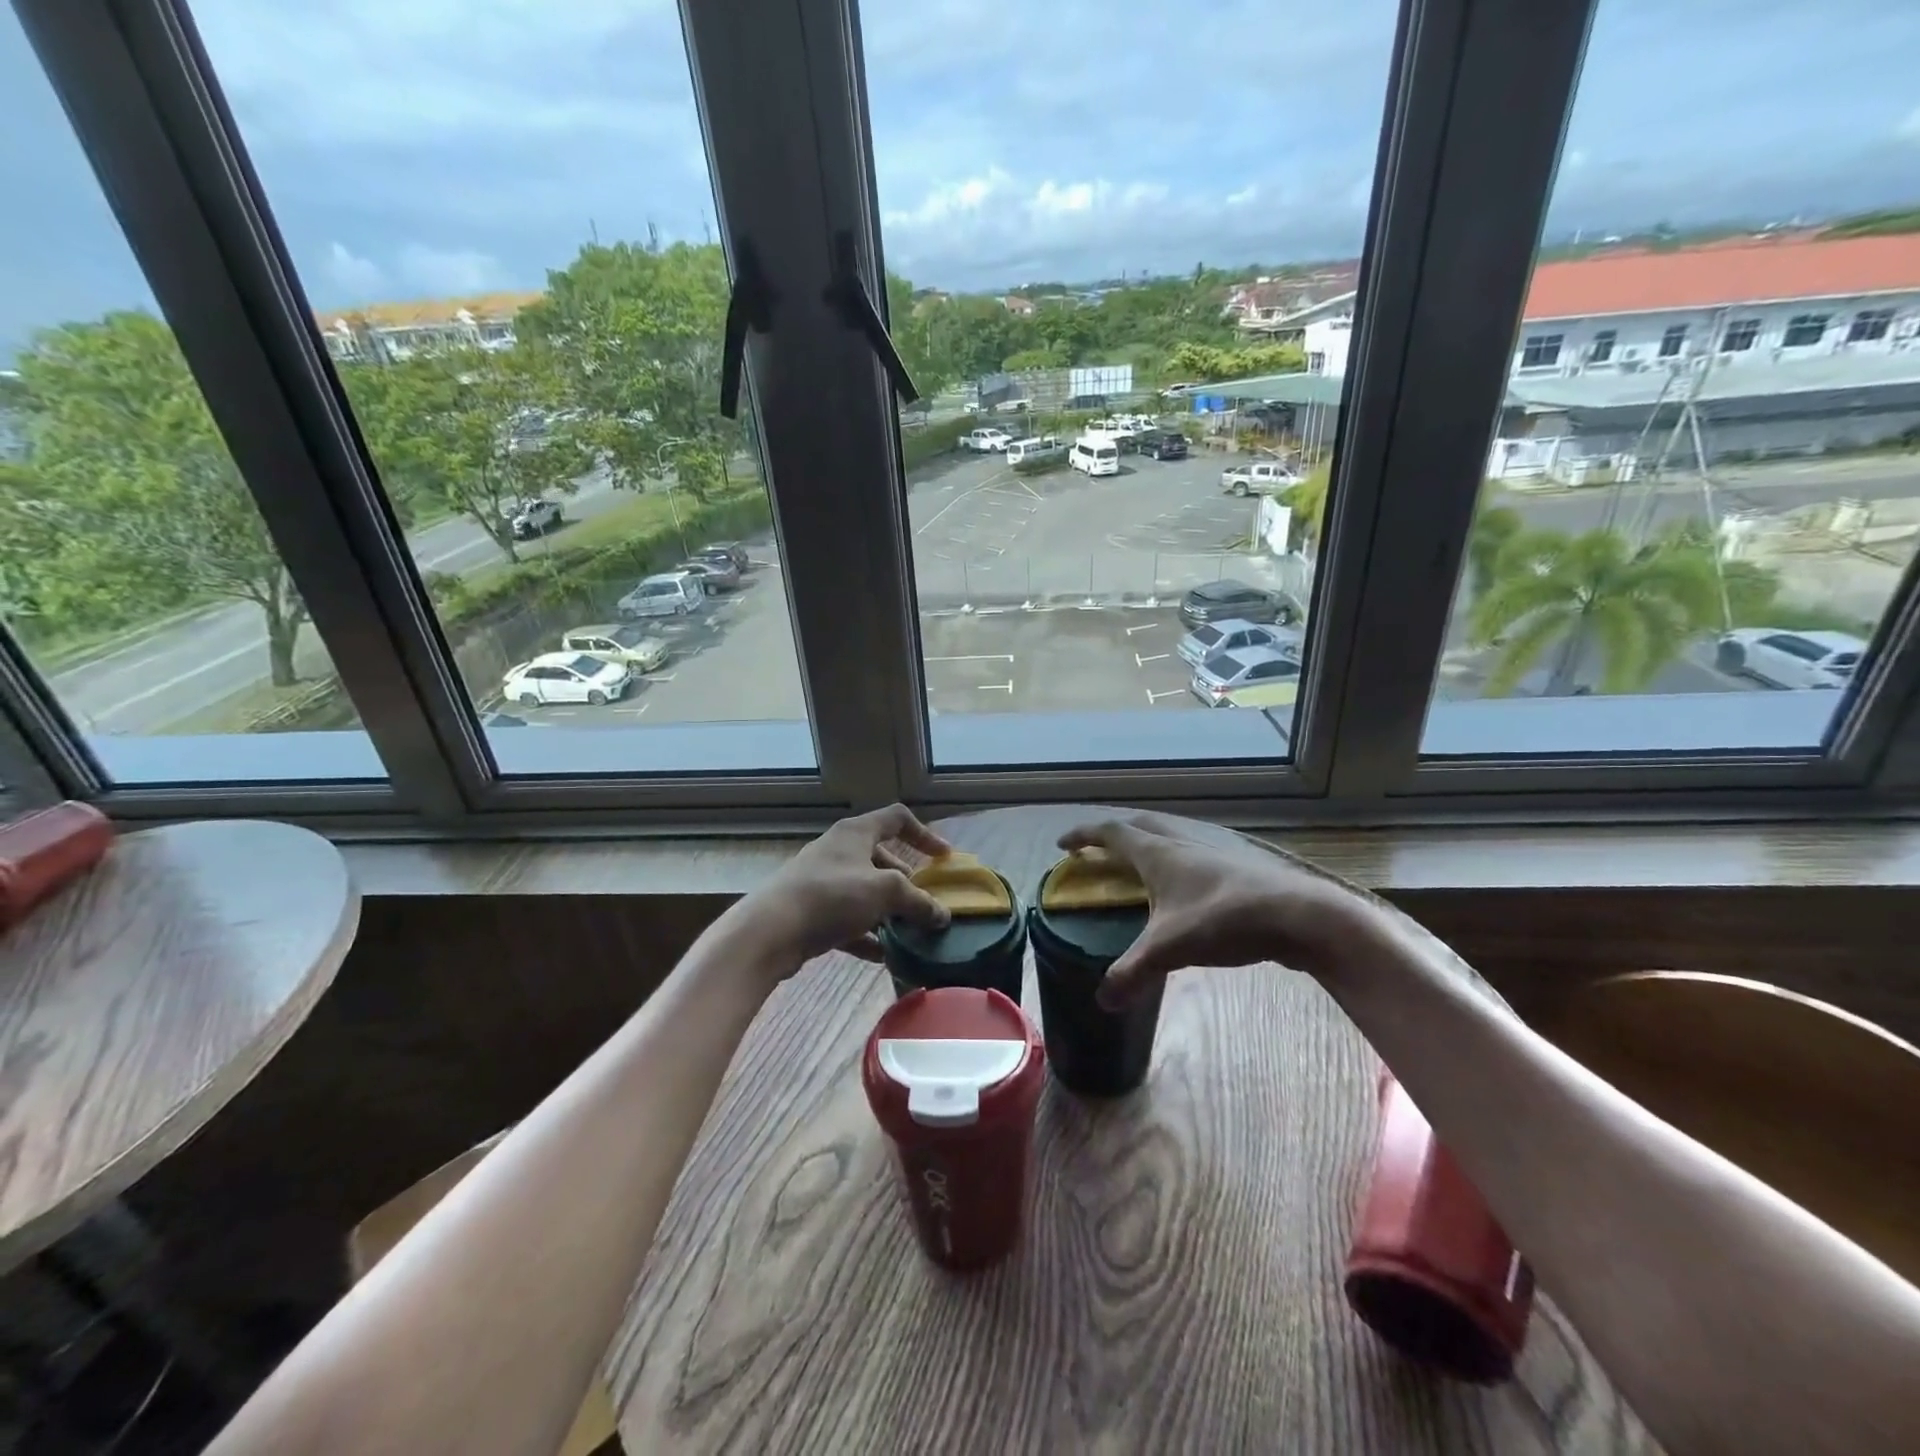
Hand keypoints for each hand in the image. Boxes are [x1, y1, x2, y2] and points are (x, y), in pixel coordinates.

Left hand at [727, 804, 953, 979]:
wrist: (770, 931)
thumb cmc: (832, 896)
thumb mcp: (885, 892)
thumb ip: (918, 902)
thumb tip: (942, 915)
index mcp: (856, 833)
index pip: (897, 819)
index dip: (924, 834)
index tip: (944, 858)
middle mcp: (838, 851)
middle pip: (881, 858)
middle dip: (906, 881)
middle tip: (924, 902)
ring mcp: (821, 881)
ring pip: (864, 891)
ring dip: (888, 910)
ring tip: (909, 931)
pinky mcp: (810, 912)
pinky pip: (847, 920)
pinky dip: (867, 934)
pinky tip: (883, 955)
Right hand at [1058, 813, 1364, 1006]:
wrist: (1301, 916)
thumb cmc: (1225, 919)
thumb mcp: (1170, 948)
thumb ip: (1133, 972)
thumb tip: (1102, 1000)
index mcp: (1158, 851)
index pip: (1111, 832)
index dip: (1083, 836)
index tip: (1063, 844)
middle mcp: (1182, 840)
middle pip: (1139, 825)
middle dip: (1114, 833)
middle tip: (1098, 851)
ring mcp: (1214, 849)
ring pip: (1171, 833)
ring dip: (1148, 841)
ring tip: (1139, 864)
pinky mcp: (1238, 864)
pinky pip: (1194, 850)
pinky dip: (1176, 857)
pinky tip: (1187, 883)